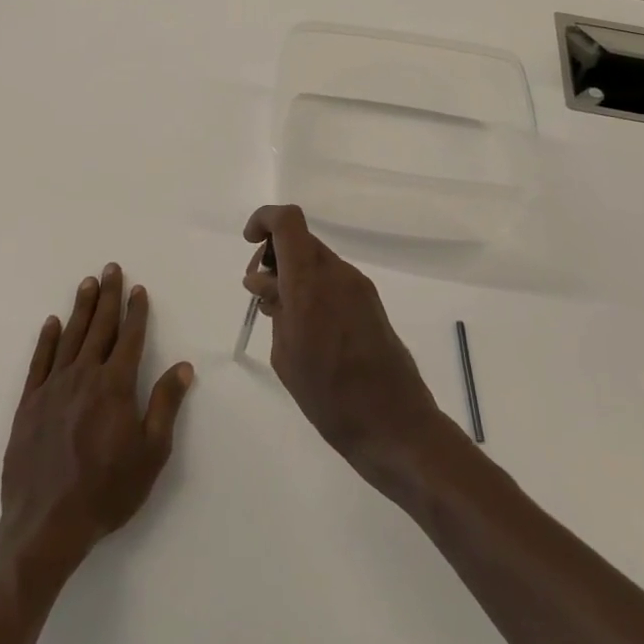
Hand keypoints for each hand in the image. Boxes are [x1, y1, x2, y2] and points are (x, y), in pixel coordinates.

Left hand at [0, 265, 193, 571]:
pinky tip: (51, 323)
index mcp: (115, 386)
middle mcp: (84, 376)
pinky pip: (39, 362)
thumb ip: (165, 404)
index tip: (138, 288)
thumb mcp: (151, 453)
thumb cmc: (107, 491)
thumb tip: (183, 366)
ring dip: (80, 308)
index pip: (130, 338)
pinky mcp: (28, 405)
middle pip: (99, 327)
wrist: (46, 526)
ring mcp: (53, 388)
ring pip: (70, 337)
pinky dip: (47, 340)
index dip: (136, 312)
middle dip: (107, 297)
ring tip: (87, 283)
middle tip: (110, 268)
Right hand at [243, 205, 446, 482]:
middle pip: (301, 240)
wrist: (394, 424)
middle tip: (259, 293)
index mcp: (310, 283)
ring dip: (293, 273)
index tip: (249, 244)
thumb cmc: (329, 396)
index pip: (287, 222)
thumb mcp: (286, 354)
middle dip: (274, 255)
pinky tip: (306, 326)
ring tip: (280, 315)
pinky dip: (313, 287)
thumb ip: (274, 309)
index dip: (263, 220)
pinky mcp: (371, 303)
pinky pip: (333, 279)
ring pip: (317, 259)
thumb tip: (264, 282)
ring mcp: (358, 286)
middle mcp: (337, 274)